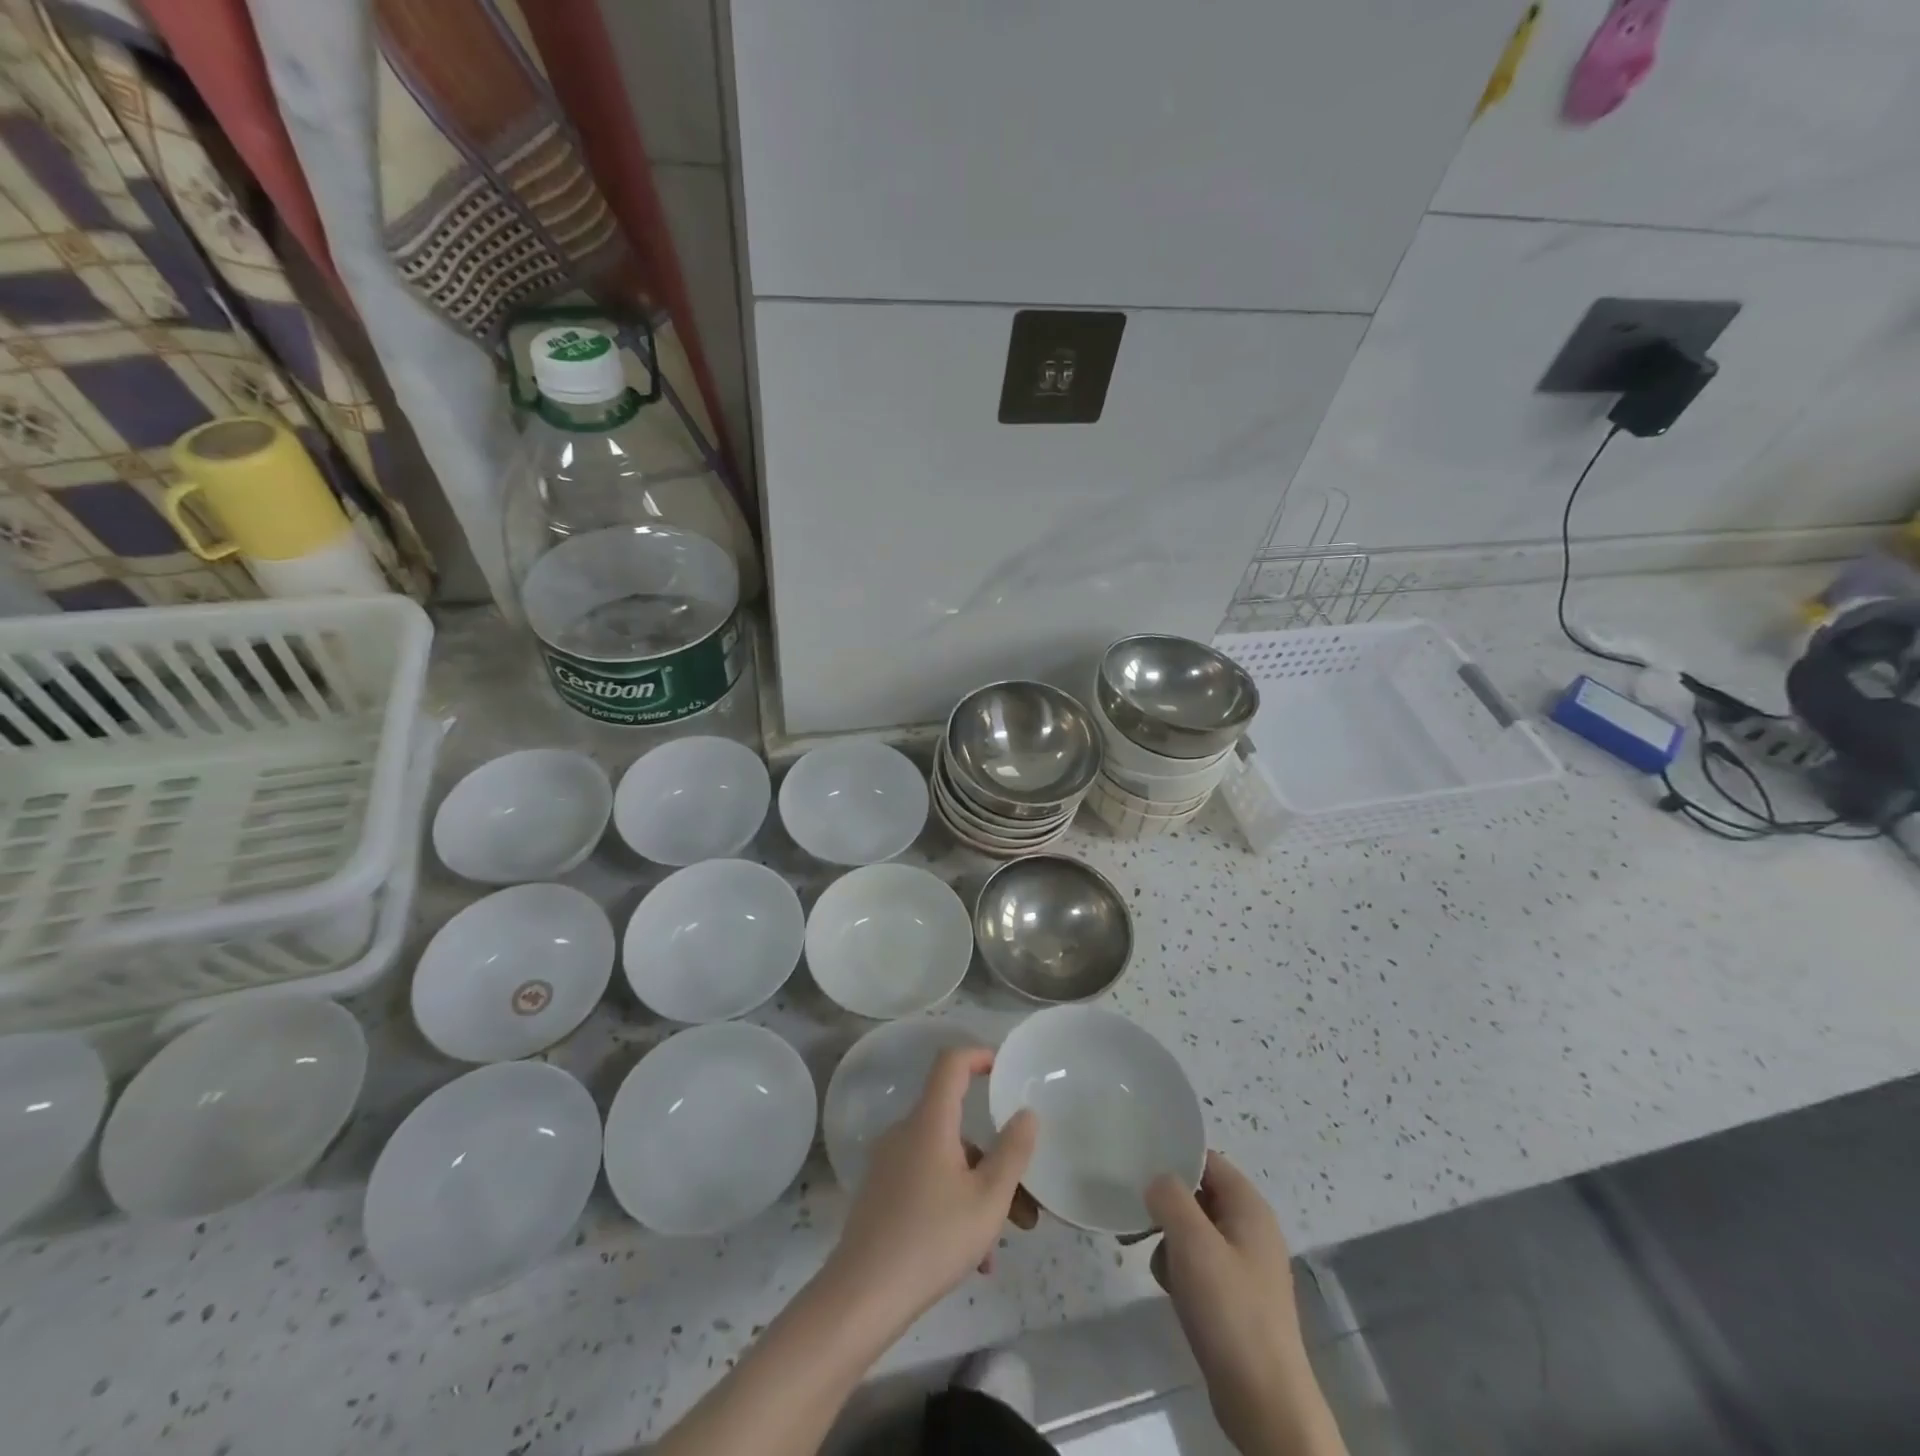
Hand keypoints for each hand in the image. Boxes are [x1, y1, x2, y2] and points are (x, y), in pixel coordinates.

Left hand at [825, 1047, 1038, 1330]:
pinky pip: (926, 1183)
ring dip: (977, 1192)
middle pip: (956, 1125)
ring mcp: (889, 1163)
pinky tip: (972, 1259)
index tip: (1004, 1070)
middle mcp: (906, 1132)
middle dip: (993, 1158)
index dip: (978, 1055)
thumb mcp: (988, 1199)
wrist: (862, 1295)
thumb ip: (1012, 1152)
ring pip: (945, 1162)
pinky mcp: (881, 1192)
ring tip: (998, 1247)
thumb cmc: (932, 1239)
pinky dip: (952, 1206)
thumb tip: (1026, 1113)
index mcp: (930, 1121)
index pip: (951, 1063)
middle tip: (1024, 1204)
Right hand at [1148, 1152, 1333, 1455]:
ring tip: (1155, 1260)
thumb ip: (1169, 1197)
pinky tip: (1169, 1289)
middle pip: (1197, 1194)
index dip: (1173, 1157)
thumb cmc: (1230, 1310)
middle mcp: (1249, 1229)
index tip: (1137, 1163)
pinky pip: (1198, 1264)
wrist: (1263, 1402)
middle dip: (1165, 1204)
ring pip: (1193, 1231)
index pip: (1206, 1160)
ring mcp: (1243, 1265)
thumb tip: (1156, 1181)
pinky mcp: (1234, 1297)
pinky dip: (1179, 1269)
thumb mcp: (1192, 1242)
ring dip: (1169, 1240)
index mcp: (1249, 1207)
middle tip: (1135, 1215)